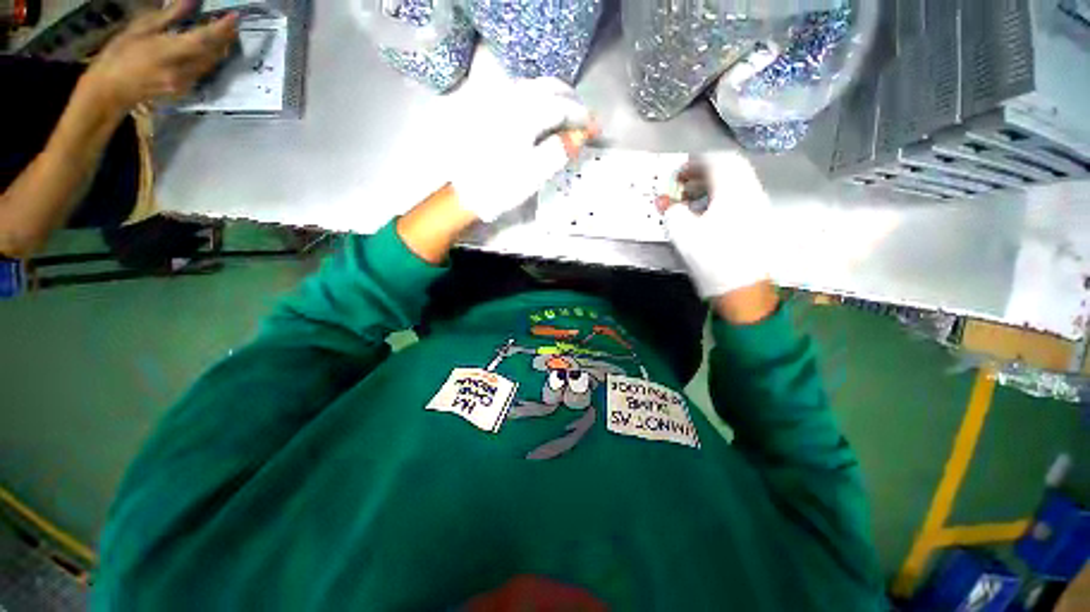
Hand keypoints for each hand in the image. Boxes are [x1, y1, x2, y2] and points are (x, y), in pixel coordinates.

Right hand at [79, 0, 237, 112]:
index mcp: (168, 53)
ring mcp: (185, 83)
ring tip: (224, 33)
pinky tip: (208, 49)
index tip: (234, 17)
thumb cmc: (120, 54)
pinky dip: (209, 58)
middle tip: (232, 23)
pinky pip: (203, 72)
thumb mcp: (141, 29)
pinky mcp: (184, 90)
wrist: (110, 89)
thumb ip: (169, 16)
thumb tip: (191, 1)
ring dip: (220, 48)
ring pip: (211, 64)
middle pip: (212, 53)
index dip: (221, 28)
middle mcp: (182, 71)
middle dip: (226, 37)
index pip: (203, 39)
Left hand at [451, 77, 594, 222]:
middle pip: (548, 87)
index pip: (561, 106)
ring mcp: (497, 100)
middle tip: (583, 118)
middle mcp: (511, 98)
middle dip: (571, 100)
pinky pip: (519, 91)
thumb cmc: (501, 186)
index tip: (594, 128)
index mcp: (525, 114)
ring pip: (534, 85)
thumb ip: (559, 150)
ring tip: (566, 113)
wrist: (465, 193)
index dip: (581, 116)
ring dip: (555, 95)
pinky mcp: (488, 108)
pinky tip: (541, 110)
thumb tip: (580, 135)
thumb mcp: (534, 174)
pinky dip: (537, 96)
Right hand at [657, 153, 777, 321]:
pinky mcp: (759, 220)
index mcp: (732, 190)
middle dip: (704, 172)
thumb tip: (665, 202)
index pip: (715, 162)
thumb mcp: (683, 234)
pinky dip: (723, 196)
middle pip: (730, 168)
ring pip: (736, 182)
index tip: (676, 175)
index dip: (693, 164)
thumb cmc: (711, 258)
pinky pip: (740, 196)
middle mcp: (750, 191)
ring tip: (693, 199)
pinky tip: (709, 213)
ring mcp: (758, 206)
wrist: (742, 288)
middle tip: (685, 184)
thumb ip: (672, 211)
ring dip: (713, 185)